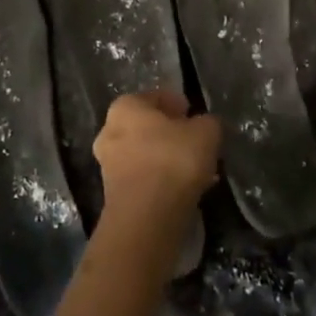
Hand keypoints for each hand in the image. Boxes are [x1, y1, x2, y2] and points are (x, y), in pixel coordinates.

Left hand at [94, 90, 220, 230]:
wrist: (147, 218)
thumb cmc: (173, 160)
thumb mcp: (206, 132)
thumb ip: (207, 123)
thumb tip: (204, 125)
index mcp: (125, 107)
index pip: (155, 97)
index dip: (177, 104)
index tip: (194, 115)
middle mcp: (109, 132)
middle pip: (147, 127)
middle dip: (170, 134)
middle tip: (194, 143)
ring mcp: (108, 166)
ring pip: (145, 155)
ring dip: (166, 160)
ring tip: (195, 170)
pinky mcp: (114, 196)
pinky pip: (144, 180)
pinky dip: (162, 181)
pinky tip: (185, 191)